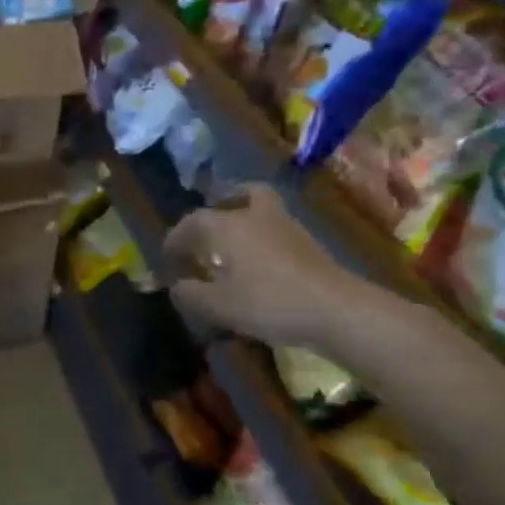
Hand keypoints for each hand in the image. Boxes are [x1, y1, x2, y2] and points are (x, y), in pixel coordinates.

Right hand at [162, 185, 371, 349]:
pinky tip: (256, 261)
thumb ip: (190, 293)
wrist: (337, 310)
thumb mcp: (217, 305)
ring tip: (231, 244)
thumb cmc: (268, 302)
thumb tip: (177, 285)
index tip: (167, 258)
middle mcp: (256, 217)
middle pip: (241, 194)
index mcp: (228, 227)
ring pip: (263, 209)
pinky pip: (277, 229)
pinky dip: (263, 236)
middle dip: (222, 202)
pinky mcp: (309, 246)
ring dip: (244, 219)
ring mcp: (288, 228)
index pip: (192, 222)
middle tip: (210, 224)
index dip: (175, 239)